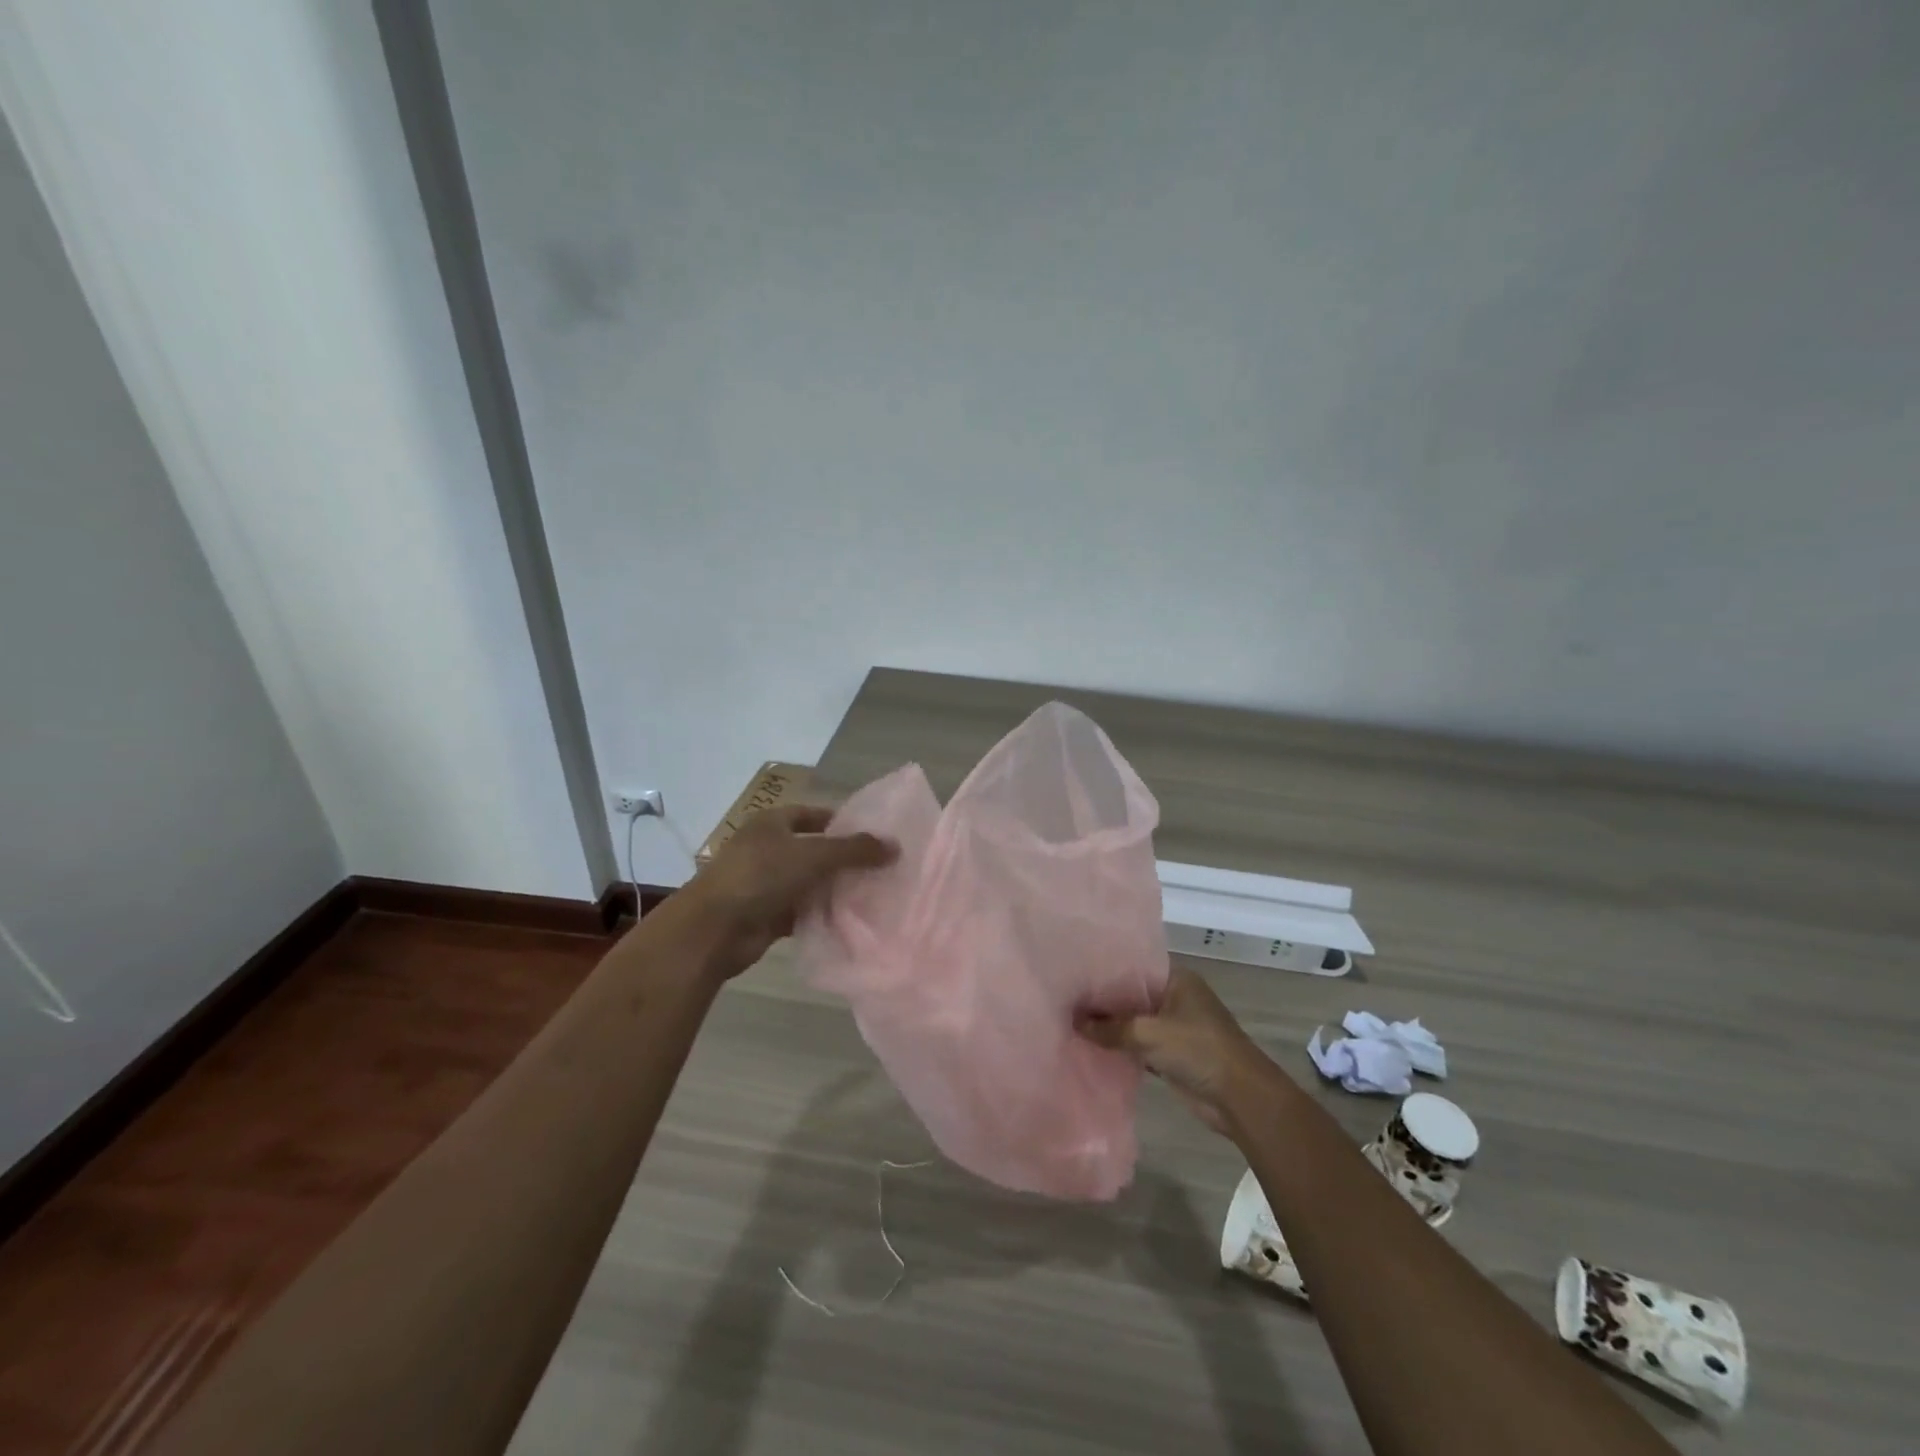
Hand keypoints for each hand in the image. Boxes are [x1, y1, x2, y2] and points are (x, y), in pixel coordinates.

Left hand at [683, 804, 895, 975]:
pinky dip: (820, 914)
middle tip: (880, 867)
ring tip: (872, 894)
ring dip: (833, 888)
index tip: (872, 835)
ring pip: (808, 882)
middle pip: (813, 849)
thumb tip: (895, 846)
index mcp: (772, 823)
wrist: (714, 929)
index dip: (841, 822)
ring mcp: (764, 883)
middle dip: (843, 859)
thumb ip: (855, 850)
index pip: (813, 814)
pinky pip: (801, 911)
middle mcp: (767, 849)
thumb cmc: (761, 876)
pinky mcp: (766, 915)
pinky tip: (848, 920)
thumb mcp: (814, 855)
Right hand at [1078, 967, 1272, 1136]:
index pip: (1134, 966)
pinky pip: (1139, 1043)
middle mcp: (1175, 997)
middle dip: (1104, 999)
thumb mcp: (1149, 1033)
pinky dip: (1120, 1045)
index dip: (1105, 969)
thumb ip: (1110, 1027)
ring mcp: (1175, 1026)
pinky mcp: (1172, 1053)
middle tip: (1065, 995)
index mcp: (1177, 979)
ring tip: (1071, 1018)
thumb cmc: (1199, 1050)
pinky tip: (1091, 1044)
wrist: (1240, 1099)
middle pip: (1132, 993)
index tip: (1074, 970)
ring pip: (1134, 1020)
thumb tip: (1074, 1020)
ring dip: (1111, 1024)